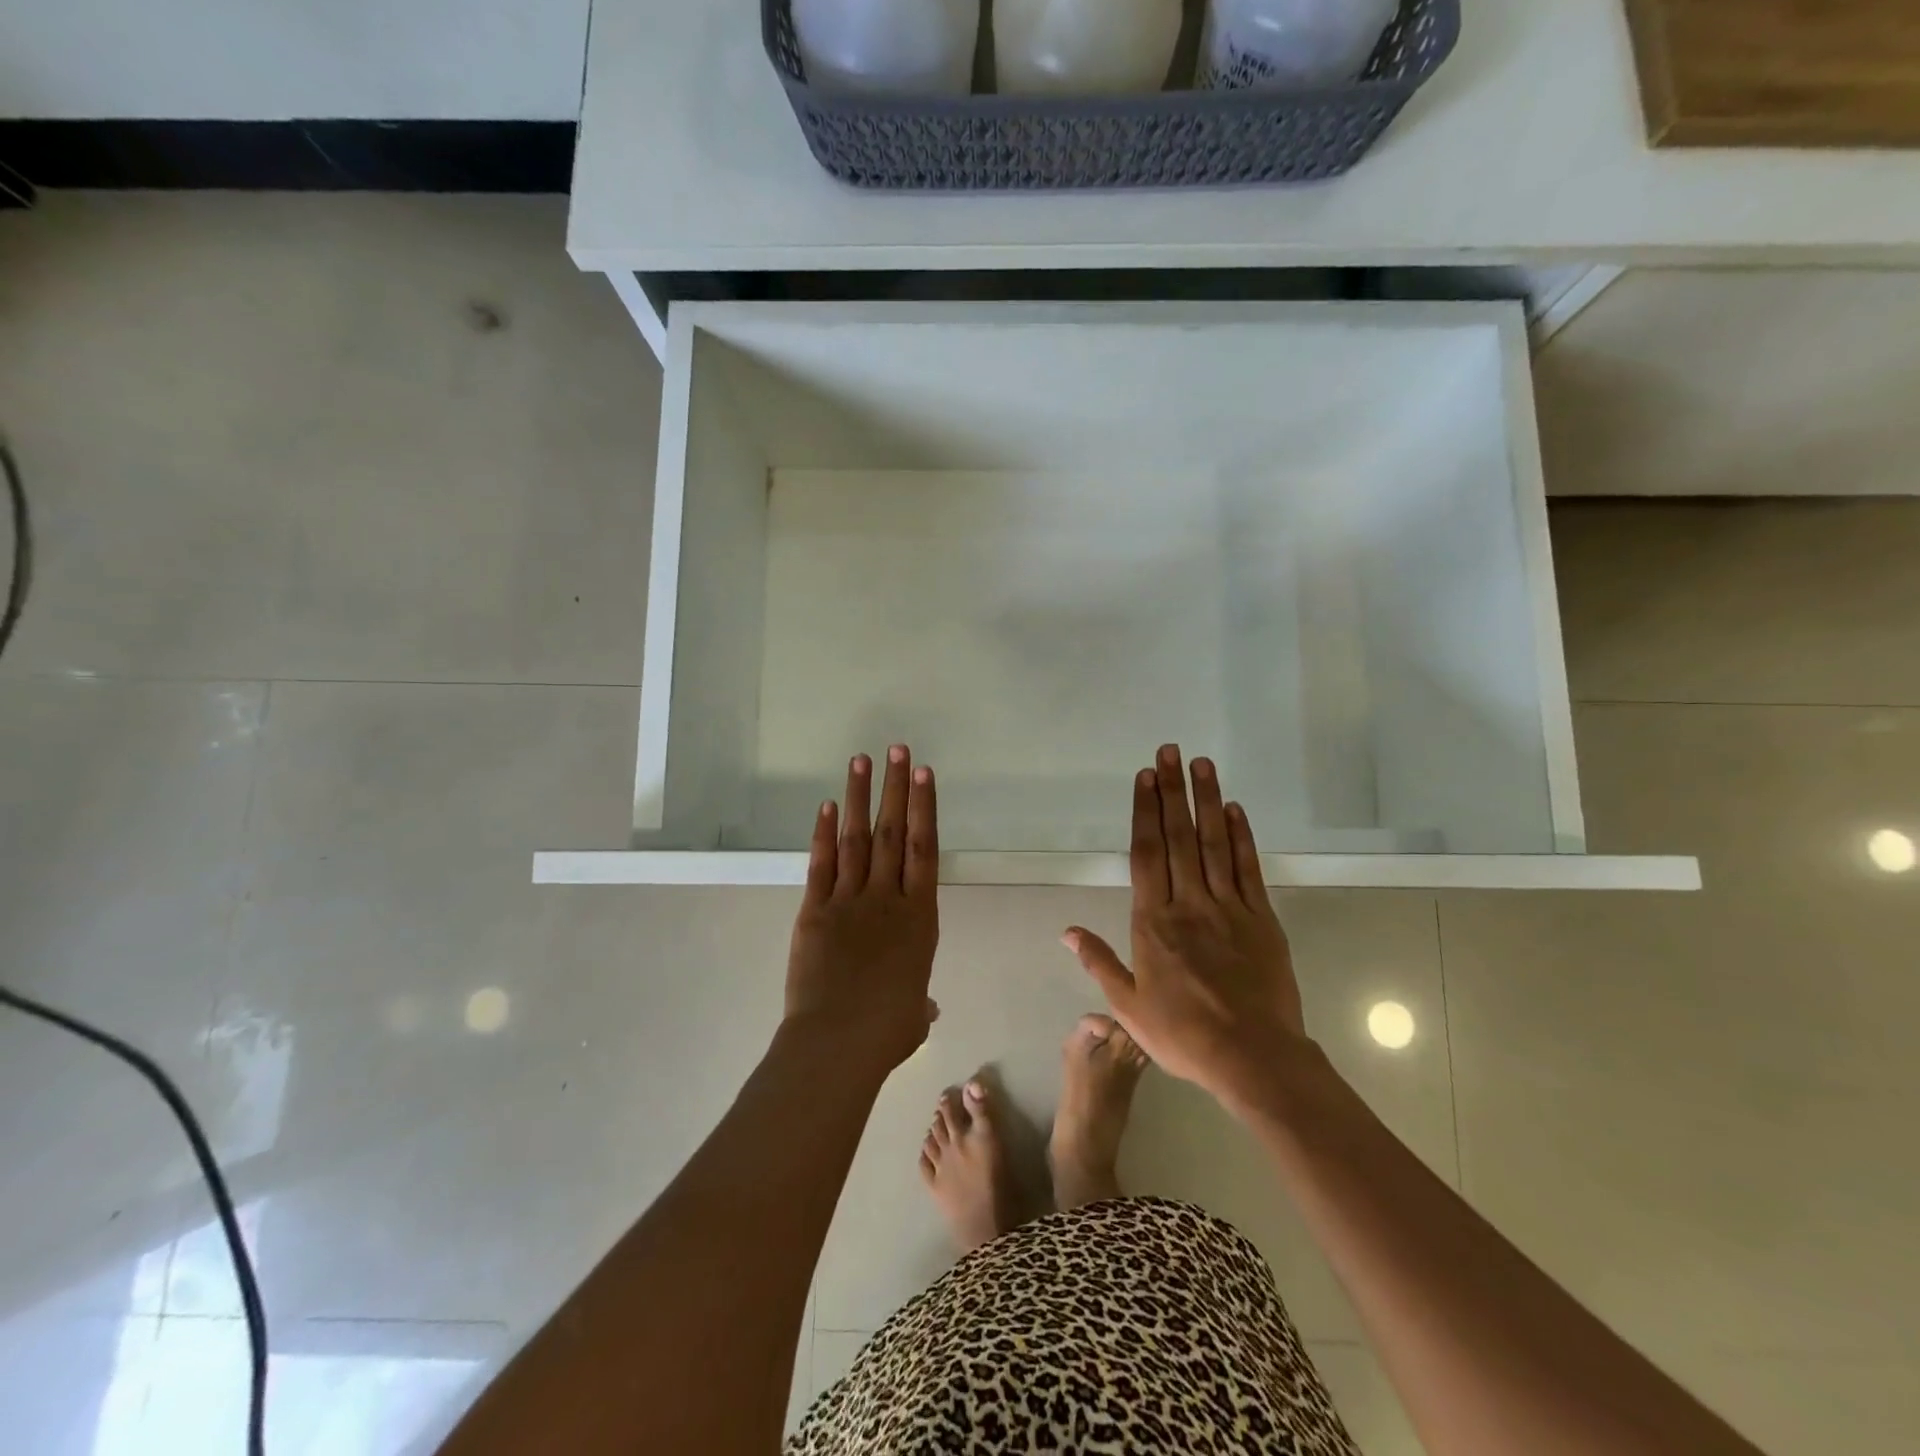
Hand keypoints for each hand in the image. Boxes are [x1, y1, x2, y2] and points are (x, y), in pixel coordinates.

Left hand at [784, 745, 939, 1079]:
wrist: (837, 1042)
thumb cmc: (887, 1031)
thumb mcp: (914, 1015)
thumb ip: (919, 999)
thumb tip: (924, 1005)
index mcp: (919, 918)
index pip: (924, 849)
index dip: (925, 808)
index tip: (923, 774)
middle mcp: (887, 899)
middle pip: (893, 833)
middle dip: (895, 789)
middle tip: (897, 749)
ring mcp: (849, 901)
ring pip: (857, 839)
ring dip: (860, 798)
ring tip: (862, 761)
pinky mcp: (815, 911)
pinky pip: (822, 865)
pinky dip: (825, 834)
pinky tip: (828, 806)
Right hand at [1063, 745, 1308, 1112]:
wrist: (1254, 1057)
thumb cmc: (1184, 1034)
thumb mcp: (1128, 1006)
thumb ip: (1099, 962)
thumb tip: (1066, 931)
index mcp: (1153, 922)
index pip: (1146, 854)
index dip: (1144, 812)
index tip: (1144, 777)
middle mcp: (1189, 903)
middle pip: (1178, 837)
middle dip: (1171, 791)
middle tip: (1169, 751)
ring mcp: (1228, 907)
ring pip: (1213, 844)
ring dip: (1206, 801)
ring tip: (1201, 764)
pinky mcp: (1261, 918)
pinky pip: (1248, 869)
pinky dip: (1241, 837)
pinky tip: (1235, 810)